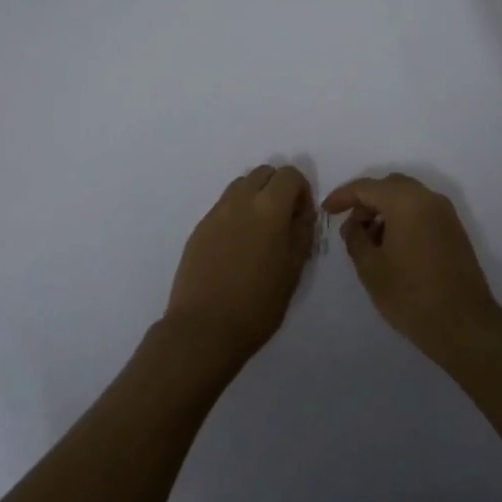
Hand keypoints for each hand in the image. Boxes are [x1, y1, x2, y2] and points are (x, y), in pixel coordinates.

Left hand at [164, 165, 315, 372]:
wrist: (204, 328)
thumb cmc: (258, 304)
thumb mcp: (294, 269)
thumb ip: (302, 231)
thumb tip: (301, 212)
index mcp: (269, 208)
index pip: (289, 174)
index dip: (301, 190)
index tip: (301, 217)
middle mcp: (241, 201)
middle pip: (263, 173)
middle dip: (277, 188)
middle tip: (282, 221)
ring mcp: (216, 212)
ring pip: (240, 185)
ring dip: (255, 197)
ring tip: (259, 232)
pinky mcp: (199, 228)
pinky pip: (223, 206)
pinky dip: (236, 213)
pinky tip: (237, 246)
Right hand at [321, 173, 501, 365]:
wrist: (463, 324)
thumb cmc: (411, 295)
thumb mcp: (371, 268)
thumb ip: (355, 238)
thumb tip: (354, 225)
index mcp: (406, 202)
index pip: (367, 187)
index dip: (343, 196)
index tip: (326, 211)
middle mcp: (428, 198)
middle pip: (389, 186)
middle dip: (366, 201)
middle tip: (350, 225)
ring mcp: (445, 213)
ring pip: (407, 197)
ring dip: (385, 210)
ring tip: (369, 240)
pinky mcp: (454, 229)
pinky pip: (422, 210)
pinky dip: (403, 217)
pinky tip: (392, 245)